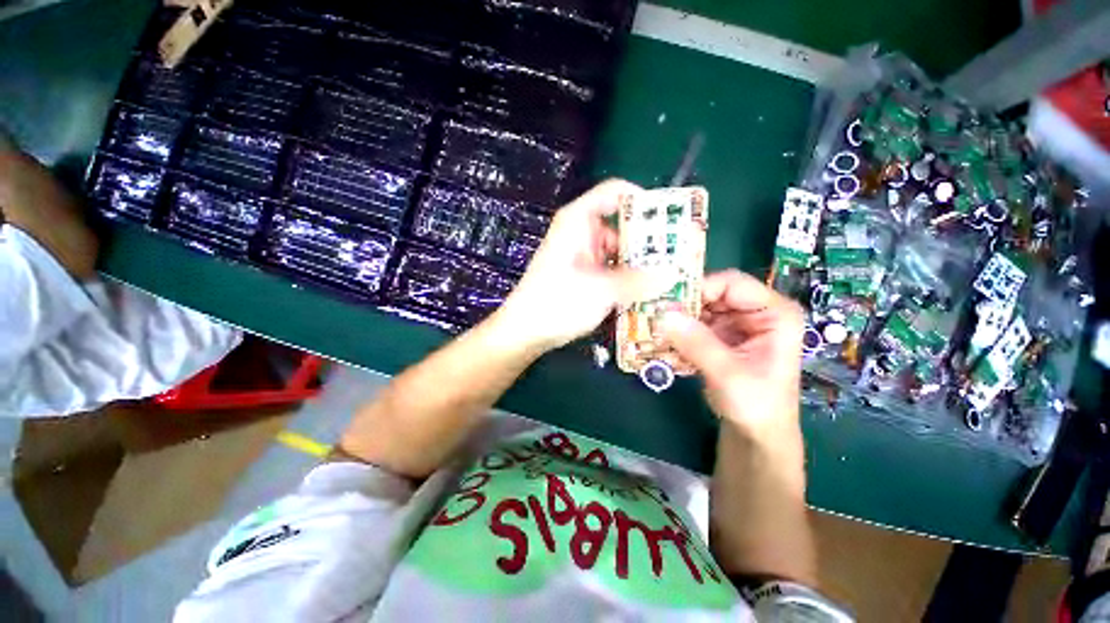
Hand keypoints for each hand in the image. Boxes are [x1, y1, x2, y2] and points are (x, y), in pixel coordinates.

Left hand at [491, 179, 677, 352]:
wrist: (524, 331)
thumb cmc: (556, 303)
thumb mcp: (601, 290)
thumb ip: (639, 281)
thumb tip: (674, 273)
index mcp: (579, 220)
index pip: (616, 192)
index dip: (645, 201)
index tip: (671, 220)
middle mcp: (582, 232)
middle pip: (623, 224)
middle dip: (650, 241)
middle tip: (679, 258)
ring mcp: (583, 254)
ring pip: (620, 250)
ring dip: (641, 264)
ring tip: (670, 278)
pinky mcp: (584, 274)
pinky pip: (613, 268)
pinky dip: (628, 277)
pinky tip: (647, 292)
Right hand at [661, 270, 804, 443]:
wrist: (756, 433)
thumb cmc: (756, 405)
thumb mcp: (727, 374)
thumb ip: (697, 342)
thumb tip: (663, 314)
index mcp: (775, 313)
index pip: (732, 283)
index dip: (700, 288)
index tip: (669, 302)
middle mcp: (756, 311)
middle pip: (713, 293)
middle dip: (684, 304)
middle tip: (655, 314)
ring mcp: (737, 323)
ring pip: (700, 307)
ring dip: (678, 318)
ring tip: (655, 328)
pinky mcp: (721, 335)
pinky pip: (695, 322)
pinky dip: (679, 330)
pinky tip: (664, 340)